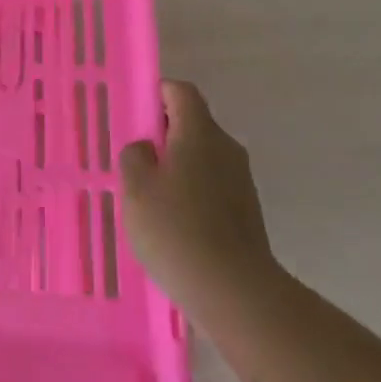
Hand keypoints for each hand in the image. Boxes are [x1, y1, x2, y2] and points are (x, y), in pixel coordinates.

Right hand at [119, 81, 277, 318]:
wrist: (233, 289)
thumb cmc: (176, 229)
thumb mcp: (136, 188)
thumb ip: (135, 157)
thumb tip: (147, 147)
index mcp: (199, 133)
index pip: (181, 92)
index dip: (157, 94)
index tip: (135, 114)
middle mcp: (226, 148)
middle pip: (193, 124)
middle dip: (163, 135)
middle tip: (134, 161)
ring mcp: (241, 180)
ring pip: (202, 157)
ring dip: (177, 167)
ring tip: (149, 197)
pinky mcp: (246, 210)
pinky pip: (212, 186)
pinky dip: (191, 192)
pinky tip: (172, 223)